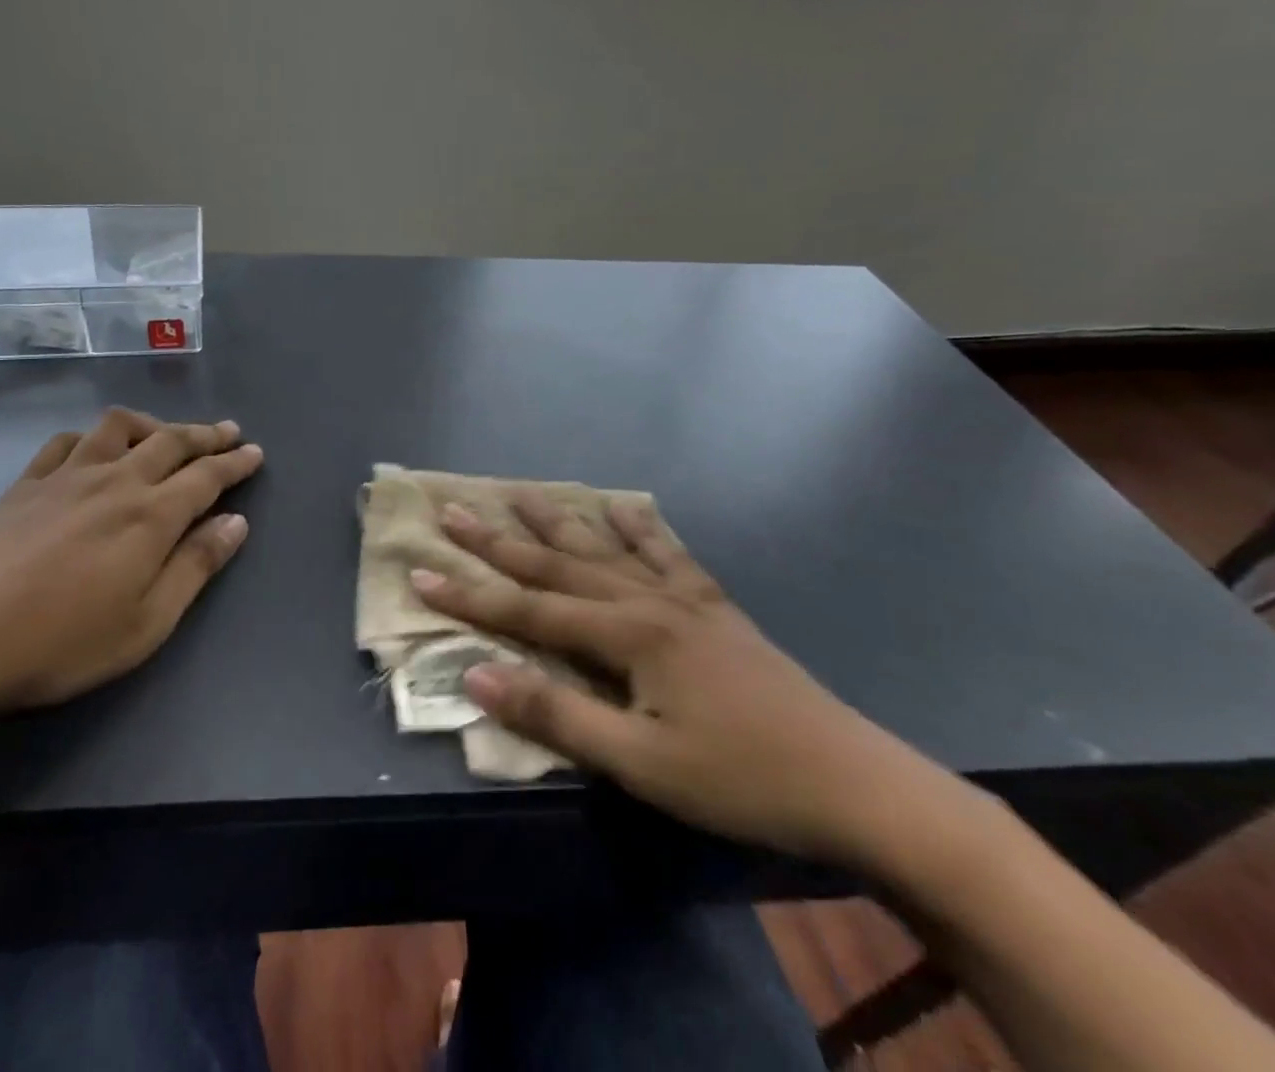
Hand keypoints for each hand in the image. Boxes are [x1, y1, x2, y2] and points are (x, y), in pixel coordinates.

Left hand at [0, 408, 263, 730]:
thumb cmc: (64, 642)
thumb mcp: (148, 621)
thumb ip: (196, 565)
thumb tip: (237, 522)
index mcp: (151, 515)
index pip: (206, 476)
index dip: (235, 462)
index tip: (255, 452)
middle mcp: (115, 480)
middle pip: (170, 441)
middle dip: (205, 434)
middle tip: (229, 432)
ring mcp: (67, 476)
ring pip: (118, 428)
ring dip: (151, 424)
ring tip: (165, 434)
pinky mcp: (26, 484)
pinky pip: (66, 442)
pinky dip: (93, 437)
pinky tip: (94, 449)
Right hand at [413, 495, 965, 873]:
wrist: (855, 784)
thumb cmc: (740, 779)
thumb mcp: (640, 762)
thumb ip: (557, 712)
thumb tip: (477, 671)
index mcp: (626, 634)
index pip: (527, 609)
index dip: (469, 593)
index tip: (418, 570)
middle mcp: (647, 600)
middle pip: (558, 563)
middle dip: (499, 540)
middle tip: (454, 509)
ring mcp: (684, 598)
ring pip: (605, 547)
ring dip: (558, 520)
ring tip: (521, 491)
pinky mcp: (714, 607)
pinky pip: (668, 553)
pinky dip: (640, 527)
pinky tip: (628, 507)